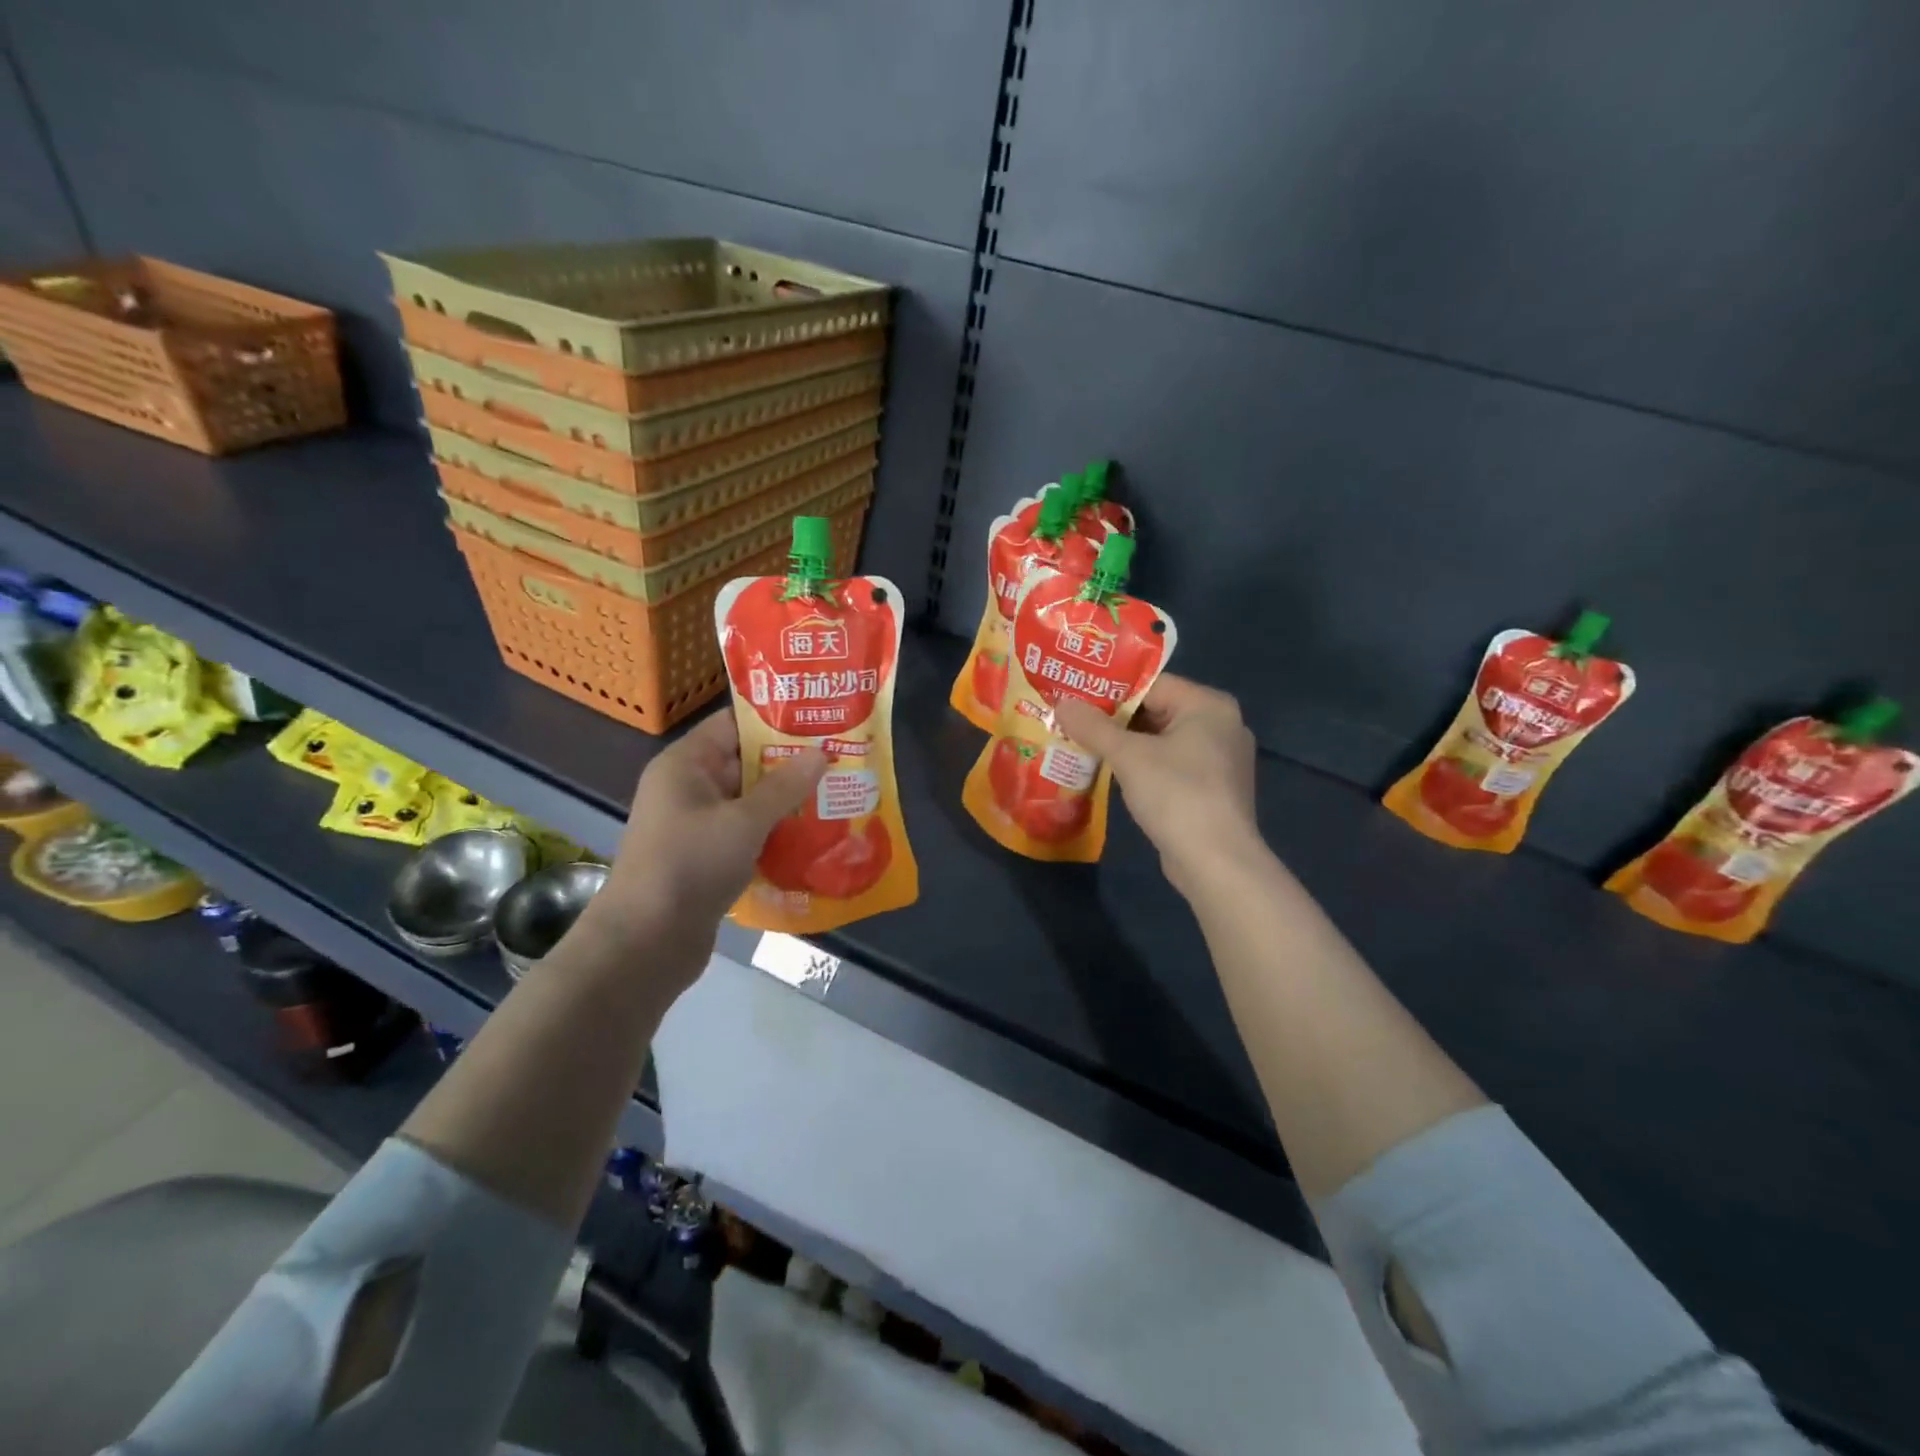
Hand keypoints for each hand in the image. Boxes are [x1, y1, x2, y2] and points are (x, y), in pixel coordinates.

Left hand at [589, 710, 826, 970]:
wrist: (647, 942)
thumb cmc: (691, 865)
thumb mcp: (744, 821)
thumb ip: (784, 786)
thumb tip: (821, 752)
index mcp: (686, 765)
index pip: (732, 725)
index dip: (774, 720)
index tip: (819, 719)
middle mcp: (688, 788)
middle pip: (744, 763)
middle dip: (790, 763)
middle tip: (839, 757)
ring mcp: (696, 826)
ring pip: (749, 802)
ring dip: (786, 801)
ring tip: (836, 793)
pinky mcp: (706, 859)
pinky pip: (746, 834)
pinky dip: (774, 833)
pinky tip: (814, 836)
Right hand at [1054, 675, 1258, 894]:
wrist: (1216, 862)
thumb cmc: (1176, 795)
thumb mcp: (1128, 756)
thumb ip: (1093, 726)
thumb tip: (1061, 702)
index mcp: (1209, 705)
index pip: (1152, 684)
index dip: (1110, 690)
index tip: (1075, 695)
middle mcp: (1220, 725)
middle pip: (1157, 710)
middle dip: (1114, 719)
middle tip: (1072, 719)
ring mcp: (1220, 760)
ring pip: (1162, 740)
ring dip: (1125, 744)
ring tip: (1082, 743)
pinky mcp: (1212, 789)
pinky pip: (1170, 765)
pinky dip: (1142, 766)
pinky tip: (1111, 773)